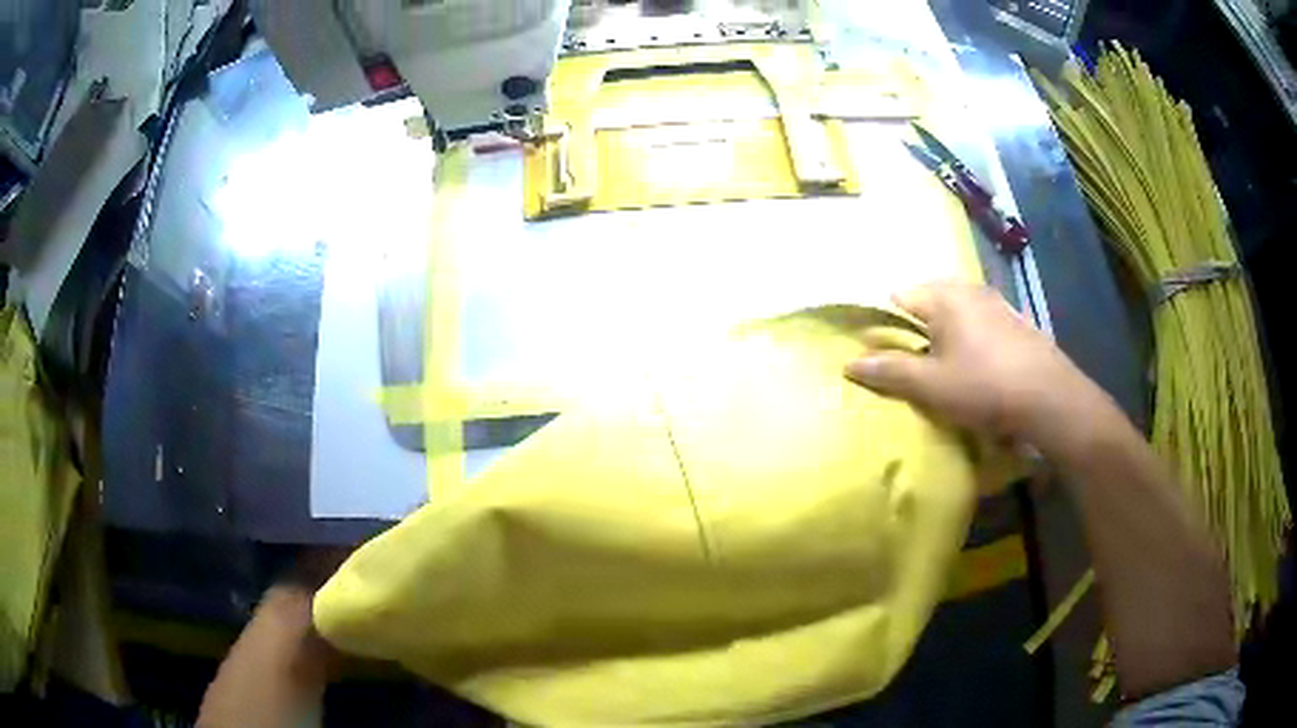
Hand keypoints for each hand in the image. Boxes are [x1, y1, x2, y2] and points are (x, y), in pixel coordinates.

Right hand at [845, 282, 1114, 454]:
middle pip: (929, 302)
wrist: (1050, 400)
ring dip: (946, 336)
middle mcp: (970, 289)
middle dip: (917, 330)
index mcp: (944, 296)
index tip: (885, 356)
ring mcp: (998, 303)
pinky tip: (980, 369)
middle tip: (915, 368)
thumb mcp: (931, 386)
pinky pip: (982, 323)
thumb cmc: (985, 388)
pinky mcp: (1017, 321)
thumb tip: (850, 363)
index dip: (885, 325)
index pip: (898, 297)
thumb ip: (889, 371)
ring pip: (958, 313)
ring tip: (947, 371)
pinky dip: (972, 339)